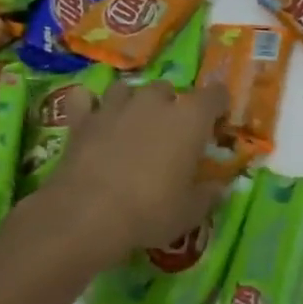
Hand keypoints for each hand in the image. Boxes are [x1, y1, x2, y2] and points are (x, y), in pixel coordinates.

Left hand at [48, 80, 230, 263]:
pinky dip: (88, 105)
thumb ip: (208, 194)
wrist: (88, 215)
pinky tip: (90, 117)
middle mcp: (154, 102)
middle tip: (169, 133)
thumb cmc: (150, 211)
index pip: (216, 95)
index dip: (218, 106)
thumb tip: (219, 187)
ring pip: (127, 88)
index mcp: (190, 119)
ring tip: (131, 123)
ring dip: (132, 102)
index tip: (217, 123)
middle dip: (170, 105)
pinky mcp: (83, 119)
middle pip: (168, 88)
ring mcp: (115, 106)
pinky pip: (84, 99)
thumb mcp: (190, 212)